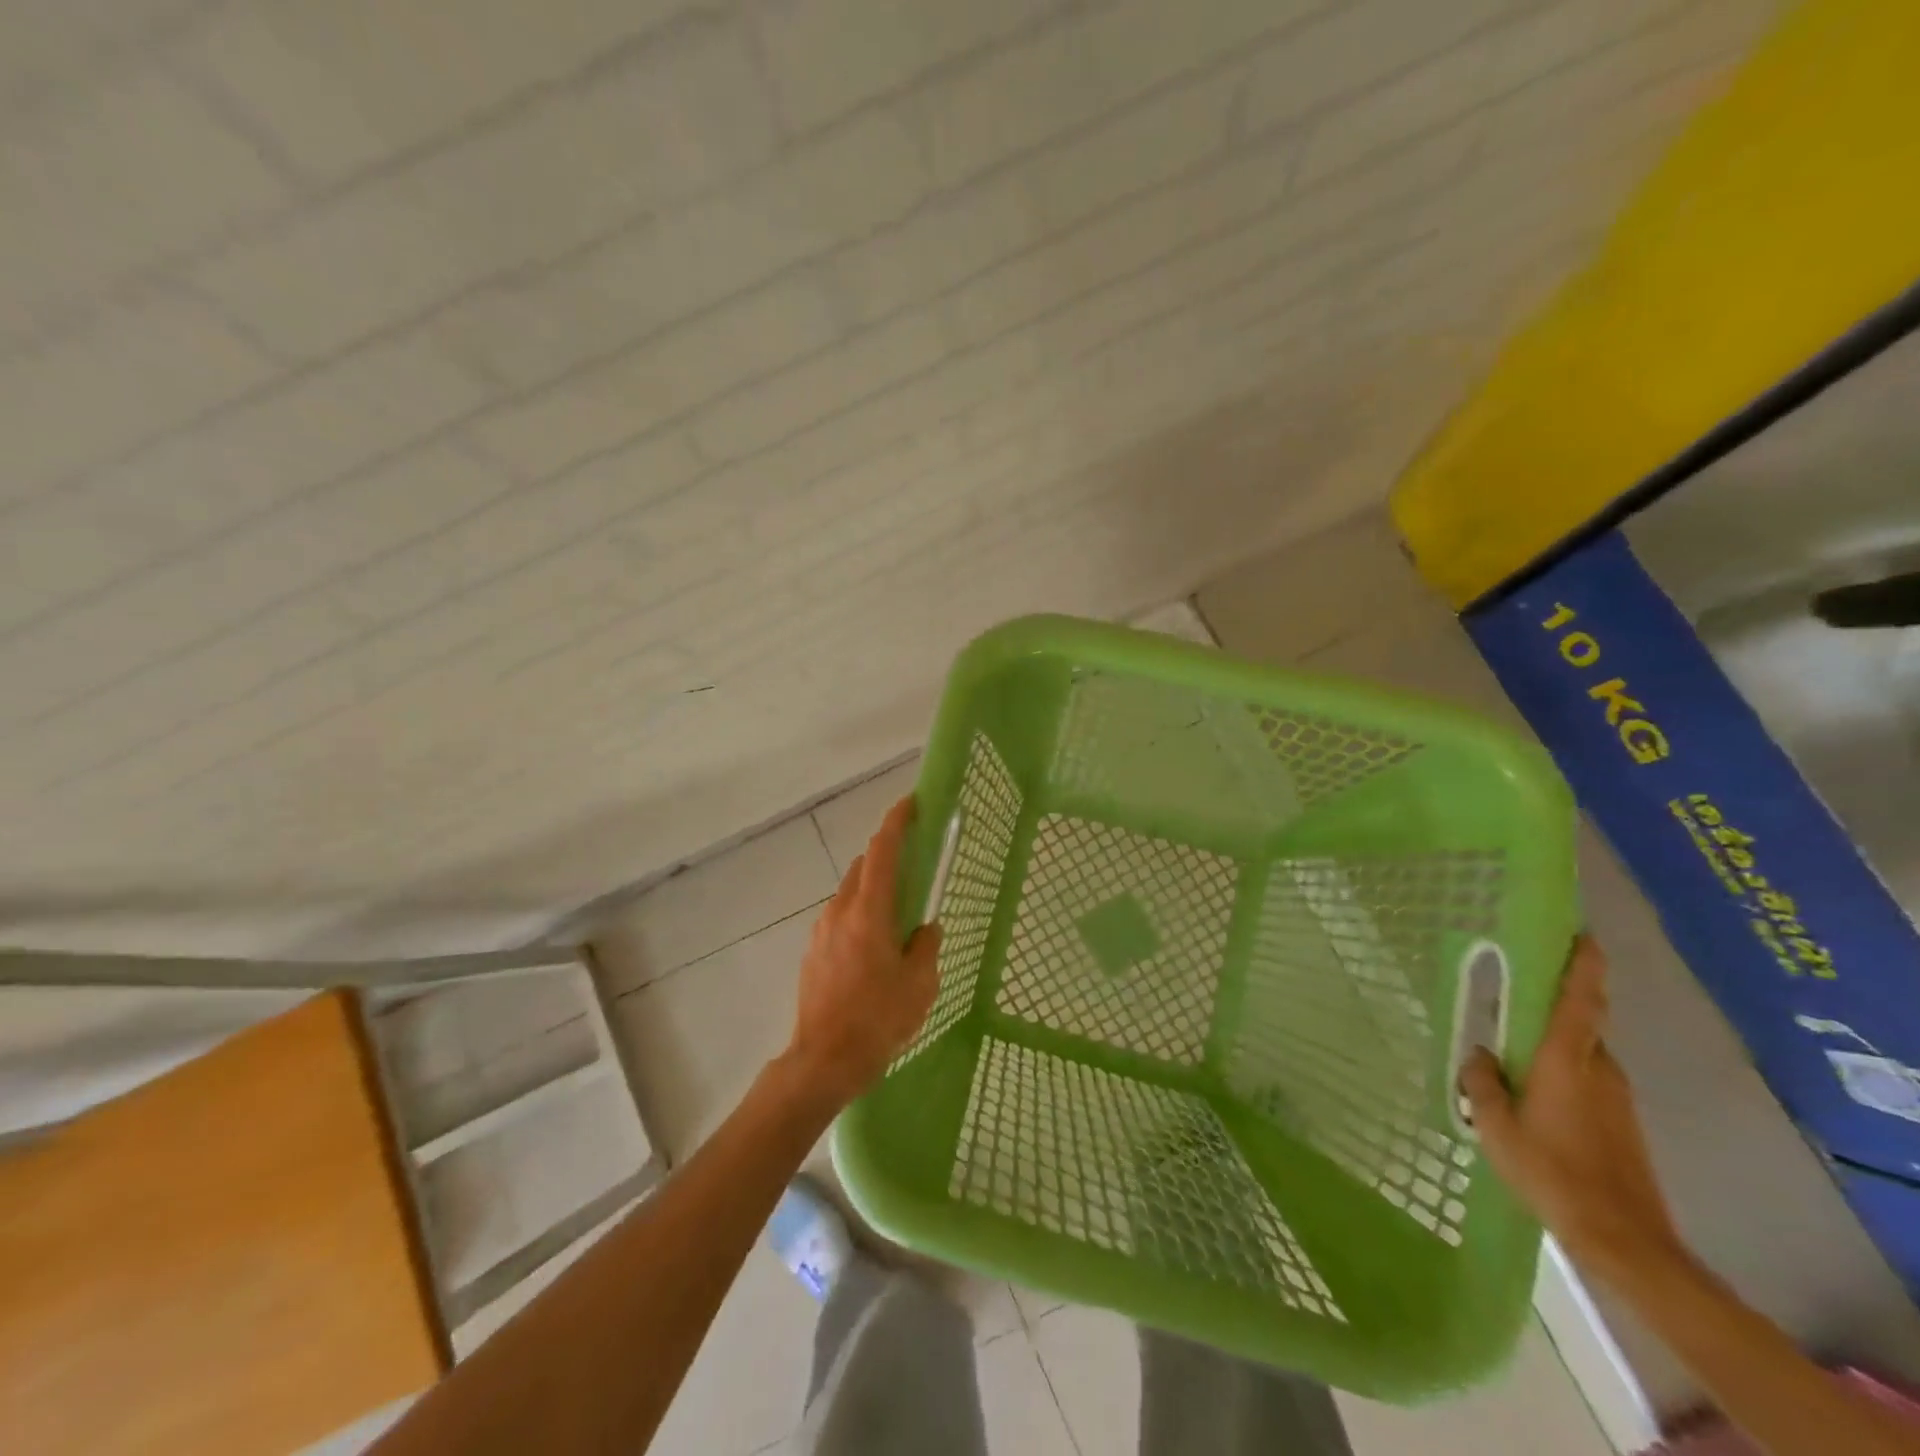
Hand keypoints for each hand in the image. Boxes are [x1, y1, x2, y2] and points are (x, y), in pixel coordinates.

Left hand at [781, 795, 939, 1109]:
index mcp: (869, 912)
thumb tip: (924, 928)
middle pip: (864, 867)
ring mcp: (821, 930)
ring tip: (896, 916)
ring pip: (851, 892)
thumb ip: (926, 946)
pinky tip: (873, 946)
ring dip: (873, 888)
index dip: (896, 822)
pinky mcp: (812, 951)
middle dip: (888, 856)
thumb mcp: (920, 984)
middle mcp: (840, 911)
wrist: (823, 1061)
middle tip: (913, 866)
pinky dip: (860, 913)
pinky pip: (840, 917)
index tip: (911, 804)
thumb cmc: (878, 1020)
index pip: (882, 852)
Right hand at [1461, 936, 1686, 1276]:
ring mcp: (1616, 1098)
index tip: (1582, 934)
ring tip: (1513, 1055)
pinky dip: (1562, 1075)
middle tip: (1516, 994)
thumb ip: (1483, 1083)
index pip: (1580, 1000)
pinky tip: (1534, 1098)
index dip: (1583, 965)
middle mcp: (1599, 1069)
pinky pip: (1587, 1081)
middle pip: (1579, 1024)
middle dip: (1553, 1006)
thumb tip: (1480, 1054)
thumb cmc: (1552, 1171)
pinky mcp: (1623, 1124)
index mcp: (1567, 1060)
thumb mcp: (1496, 1125)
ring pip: (1581, 1055)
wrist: (1624, 1239)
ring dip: (1553, 1046)